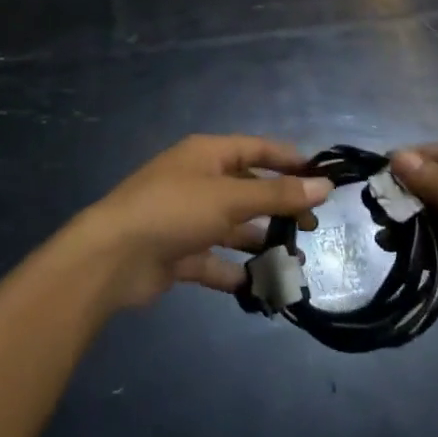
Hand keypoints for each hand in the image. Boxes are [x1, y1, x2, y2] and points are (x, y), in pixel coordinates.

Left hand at [68, 136, 331, 310]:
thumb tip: (324, 185)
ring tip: (294, 261)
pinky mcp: (179, 254)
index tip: (322, 177)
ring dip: (261, 242)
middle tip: (311, 227)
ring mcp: (187, 219)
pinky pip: (216, 261)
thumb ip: (277, 194)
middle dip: (278, 206)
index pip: (255, 149)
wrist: (113, 257)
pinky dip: (237, 272)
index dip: (287, 159)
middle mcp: (198, 181)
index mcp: (207, 155)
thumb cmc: (174, 210)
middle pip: (247, 189)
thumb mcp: (230, 198)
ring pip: (233, 227)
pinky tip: (262, 287)